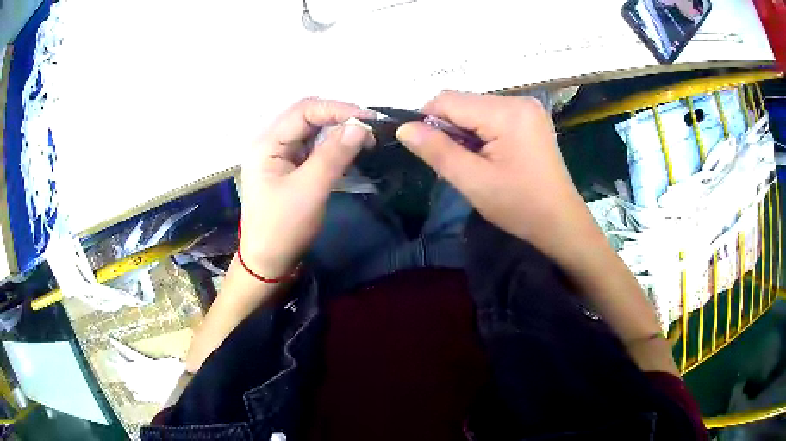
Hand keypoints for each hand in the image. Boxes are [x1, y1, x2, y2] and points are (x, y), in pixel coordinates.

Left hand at [240, 98, 373, 277]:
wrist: (268, 263)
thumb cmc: (283, 227)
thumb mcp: (310, 189)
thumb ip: (334, 155)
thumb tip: (361, 127)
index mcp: (268, 143)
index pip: (305, 110)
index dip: (338, 110)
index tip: (369, 121)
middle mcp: (272, 143)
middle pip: (309, 118)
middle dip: (340, 120)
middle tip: (371, 131)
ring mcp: (281, 156)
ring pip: (314, 133)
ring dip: (339, 134)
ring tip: (366, 142)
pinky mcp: (290, 169)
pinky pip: (314, 150)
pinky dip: (334, 149)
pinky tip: (351, 155)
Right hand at [396, 91, 597, 264]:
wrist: (560, 223)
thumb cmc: (519, 206)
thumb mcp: (473, 181)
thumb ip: (437, 150)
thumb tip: (404, 128)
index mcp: (507, 112)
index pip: (449, 100)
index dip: (428, 120)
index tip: (425, 148)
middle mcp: (519, 101)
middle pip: (464, 102)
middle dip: (450, 129)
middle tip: (454, 164)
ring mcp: (528, 109)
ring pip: (476, 109)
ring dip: (465, 132)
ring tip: (473, 163)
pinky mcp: (531, 119)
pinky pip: (492, 116)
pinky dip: (481, 133)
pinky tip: (488, 157)